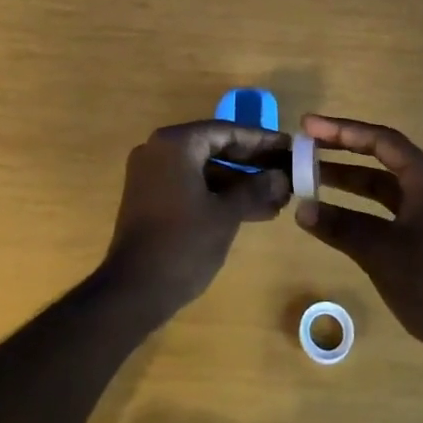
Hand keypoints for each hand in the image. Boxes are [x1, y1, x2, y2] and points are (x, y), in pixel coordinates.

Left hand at [103, 120, 290, 320]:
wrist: (133, 291)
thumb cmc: (183, 244)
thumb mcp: (226, 214)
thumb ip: (256, 189)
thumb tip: (282, 177)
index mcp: (176, 143)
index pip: (227, 131)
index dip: (261, 139)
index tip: (289, 145)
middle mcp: (160, 150)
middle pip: (216, 148)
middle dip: (253, 163)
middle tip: (286, 171)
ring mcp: (152, 175)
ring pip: (205, 170)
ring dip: (240, 184)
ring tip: (278, 199)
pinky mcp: (151, 198)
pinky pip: (192, 185)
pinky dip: (219, 195)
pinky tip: (253, 211)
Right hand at [294, 115, 422, 374]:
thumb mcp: (381, 251)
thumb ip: (340, 227)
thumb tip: (302, 210)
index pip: (380, 139)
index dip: (341, 130)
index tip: (307, 126)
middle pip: (380, 156)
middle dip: (341, 150)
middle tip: (304, 147)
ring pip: (381, 185)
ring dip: (347, 181)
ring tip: (309, 178)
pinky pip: (385, 208)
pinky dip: (358, 208)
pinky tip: (333, 216)